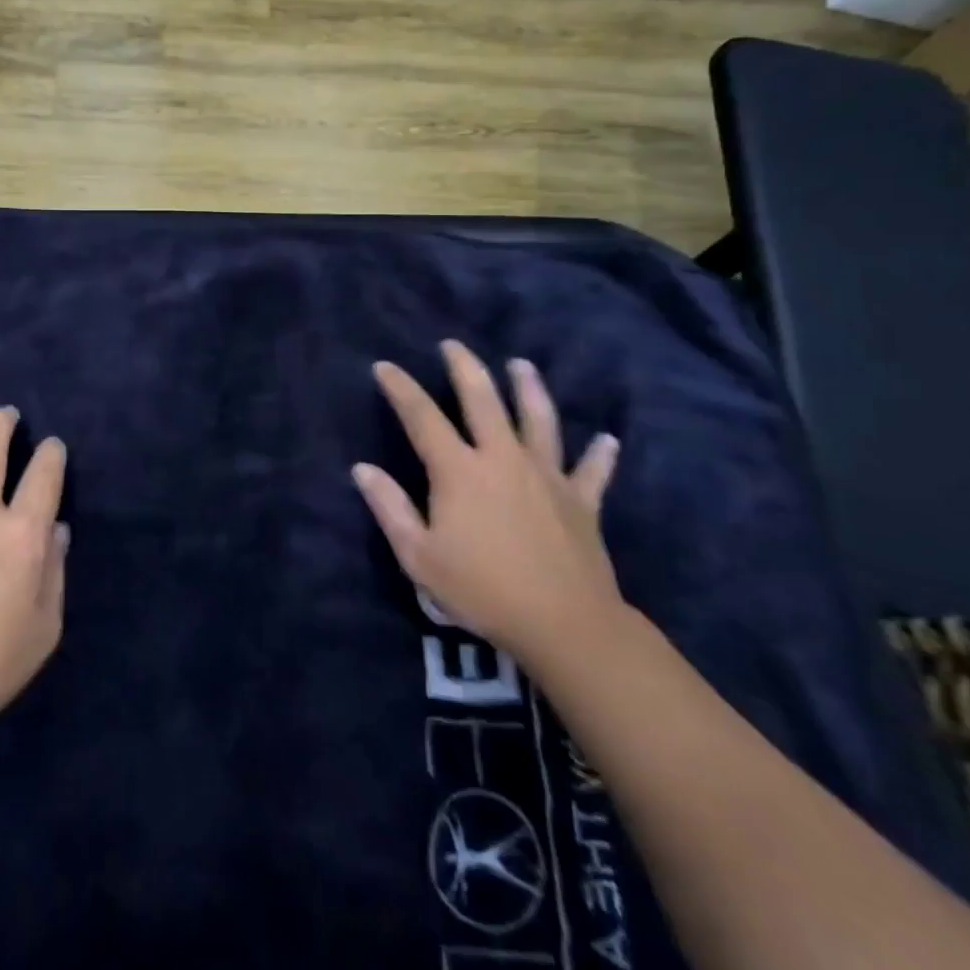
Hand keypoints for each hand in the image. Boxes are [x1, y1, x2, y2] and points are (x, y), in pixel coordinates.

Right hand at [353, 341, 622, 666]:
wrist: (565, 625)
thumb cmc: (482, 590)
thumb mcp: (419, 556)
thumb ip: (390, 508)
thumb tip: (362, 469)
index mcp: (459, 470)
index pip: (422, 416)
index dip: (400, 388)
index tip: (384, 366)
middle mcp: (502, 458)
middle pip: (482, 400)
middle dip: (464, 367)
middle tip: (452, 345)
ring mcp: (546, 475)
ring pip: (538, 420)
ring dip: (529, 388)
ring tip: (521, 365)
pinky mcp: (581, 500)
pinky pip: (591, 471)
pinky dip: (599, 455)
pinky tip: (608, 440)